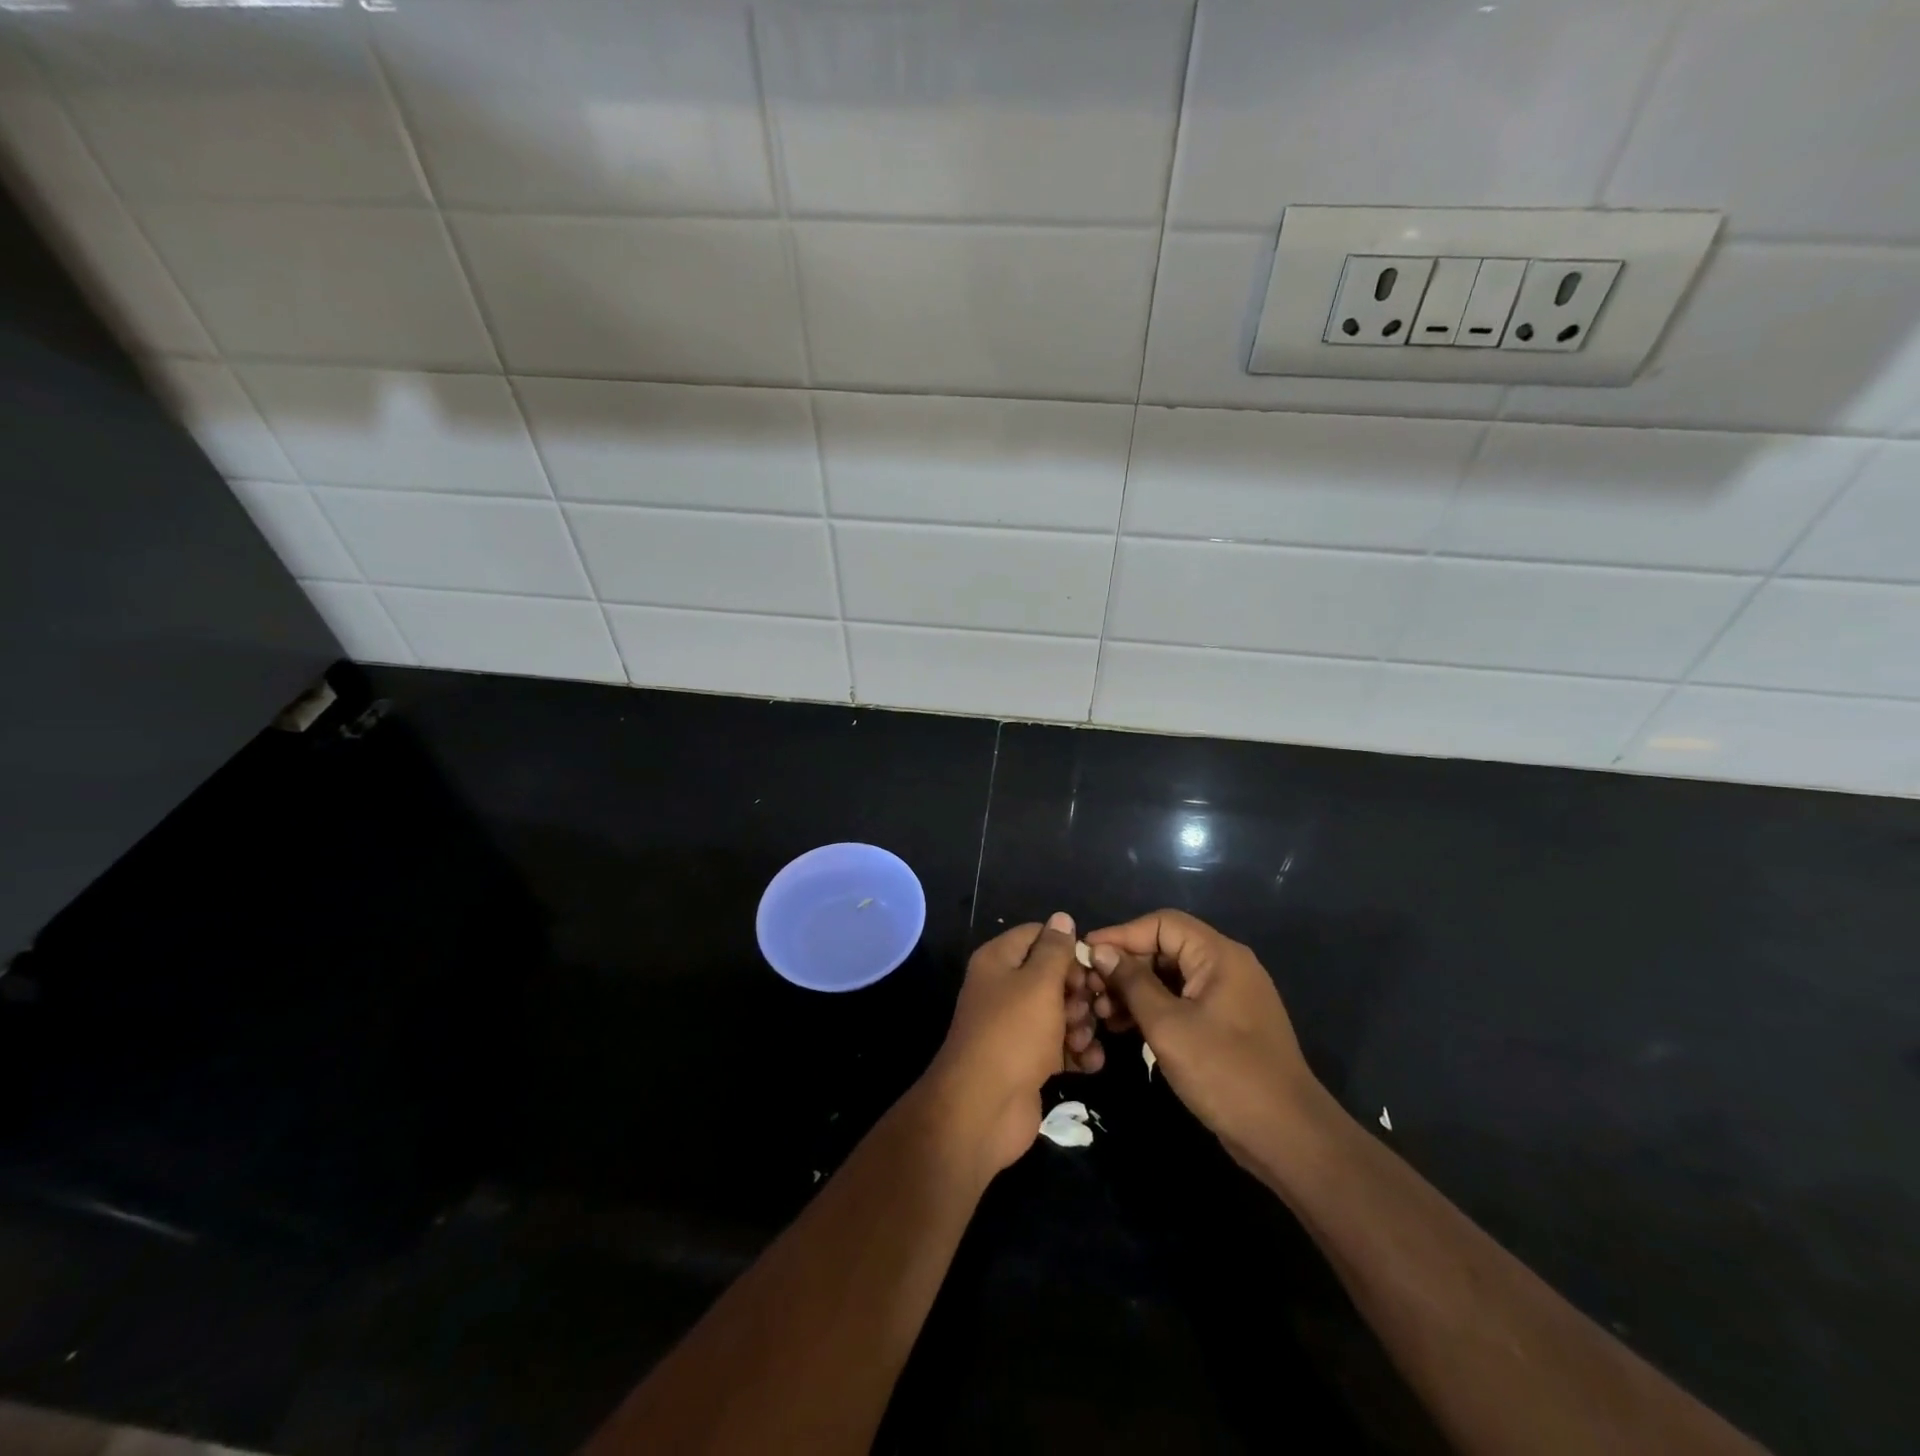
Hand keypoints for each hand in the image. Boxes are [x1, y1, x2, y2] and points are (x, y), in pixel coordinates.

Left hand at [920, 913, 1104, 1176]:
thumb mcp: (1039, 983)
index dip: (1066, 947)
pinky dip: (1077, 1052)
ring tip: (1084, 1039)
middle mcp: (1004, 989)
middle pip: (1052, 976)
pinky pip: (1059, 1047)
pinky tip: (1091, 1062)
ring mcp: (1016, 1027)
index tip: (1090, 966)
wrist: (983, 1108)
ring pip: (1060, 1012)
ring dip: (1081, 1024)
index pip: (1038, 935)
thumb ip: (1055, 950)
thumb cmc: (1013, 1033)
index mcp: (999, 961)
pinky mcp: (1028, 1061)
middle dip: (1078, 991)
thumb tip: (1062, 917)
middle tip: (1091, 1007)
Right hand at [1085, 910, 1324, 1176]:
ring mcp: (1228, 996)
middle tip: (1091, 991)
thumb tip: (1100, 951)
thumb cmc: (1224, 1073)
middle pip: (1165, 948)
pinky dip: (1153, 1009)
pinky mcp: (1226, 1024)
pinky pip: (1182, 1001)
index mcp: (1219, 955)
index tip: (1085, 953)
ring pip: (1171, 977)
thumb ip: (1132, 983)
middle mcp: (1226, 966)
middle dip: (1125, 966)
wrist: (1287, 1137)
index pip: (1161, 923)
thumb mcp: (1167, 1026)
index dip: (1121, 934)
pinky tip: (1125, 1028)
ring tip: (1103, 1014)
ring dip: (1135, 990)